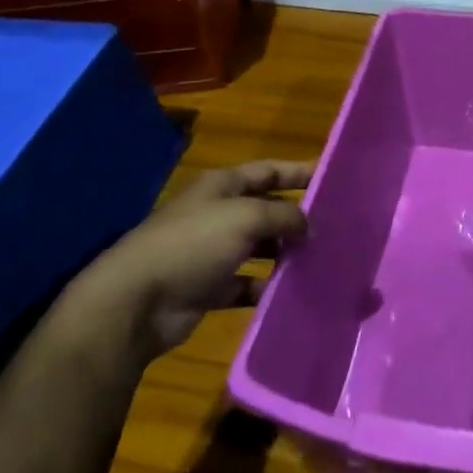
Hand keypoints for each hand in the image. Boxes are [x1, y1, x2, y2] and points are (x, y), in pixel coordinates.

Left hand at [62, 160, 312, 363]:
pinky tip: (292, 293)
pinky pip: (247, 284)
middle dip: (297, 217)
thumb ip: (285, 216)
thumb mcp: (246, 217)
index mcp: (222, 187)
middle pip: (266, 210)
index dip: (298, 172)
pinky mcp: (209, 288)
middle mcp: (218, 215)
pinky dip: (267, 288)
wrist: (136, 301)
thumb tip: (310, 225)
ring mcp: (212, 252)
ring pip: (259, 248)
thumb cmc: (193, 244)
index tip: (332, 178)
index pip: (268, 171)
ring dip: (285, 254)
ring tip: (321, 260)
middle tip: (336, 227)